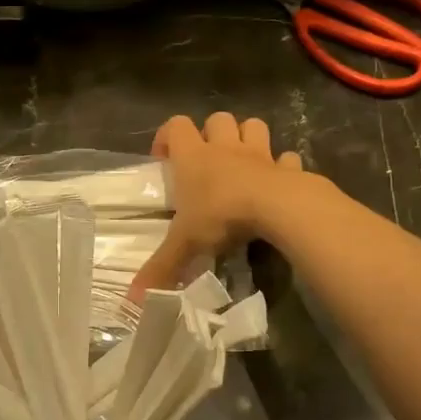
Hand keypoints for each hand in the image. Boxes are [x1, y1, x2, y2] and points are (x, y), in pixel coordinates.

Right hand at [129, 113, 304, 297]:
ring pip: (253, 126)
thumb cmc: (222, 216)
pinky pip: (286, 158)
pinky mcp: (288, 168)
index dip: (167, 137)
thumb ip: (161, 268)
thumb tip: (132, 300)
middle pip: (218, 119)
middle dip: (212, 133)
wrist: (279, 208)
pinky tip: (277, 182)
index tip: (164, 160)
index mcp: (194, 157)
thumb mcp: (186, 244)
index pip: (176, 125)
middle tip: (207, 162)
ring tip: (242, 163)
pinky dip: (282, 166)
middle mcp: (225, 148)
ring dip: (248, 139)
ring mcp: (259, 154)